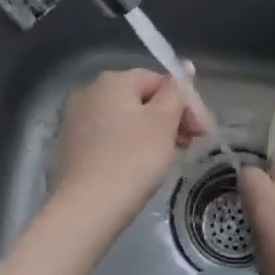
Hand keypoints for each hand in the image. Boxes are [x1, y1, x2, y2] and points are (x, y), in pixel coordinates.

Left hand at [53, 68, 205, 220]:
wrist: (87, 208)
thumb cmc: (133, 159)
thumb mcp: (164, 122)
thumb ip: (176, 91)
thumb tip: (185, 66)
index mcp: (112, 80)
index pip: (159, 80)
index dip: (185, 103)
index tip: (203, 131)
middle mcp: (89, 92)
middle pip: (141, 99)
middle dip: (170, 119)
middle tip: (191, 145)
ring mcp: (75, 120)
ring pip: (125, 120)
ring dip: (152, 133)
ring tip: (170, 158)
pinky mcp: (70, 147)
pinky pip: (109, 138)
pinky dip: (128, 146)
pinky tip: (141, 167)